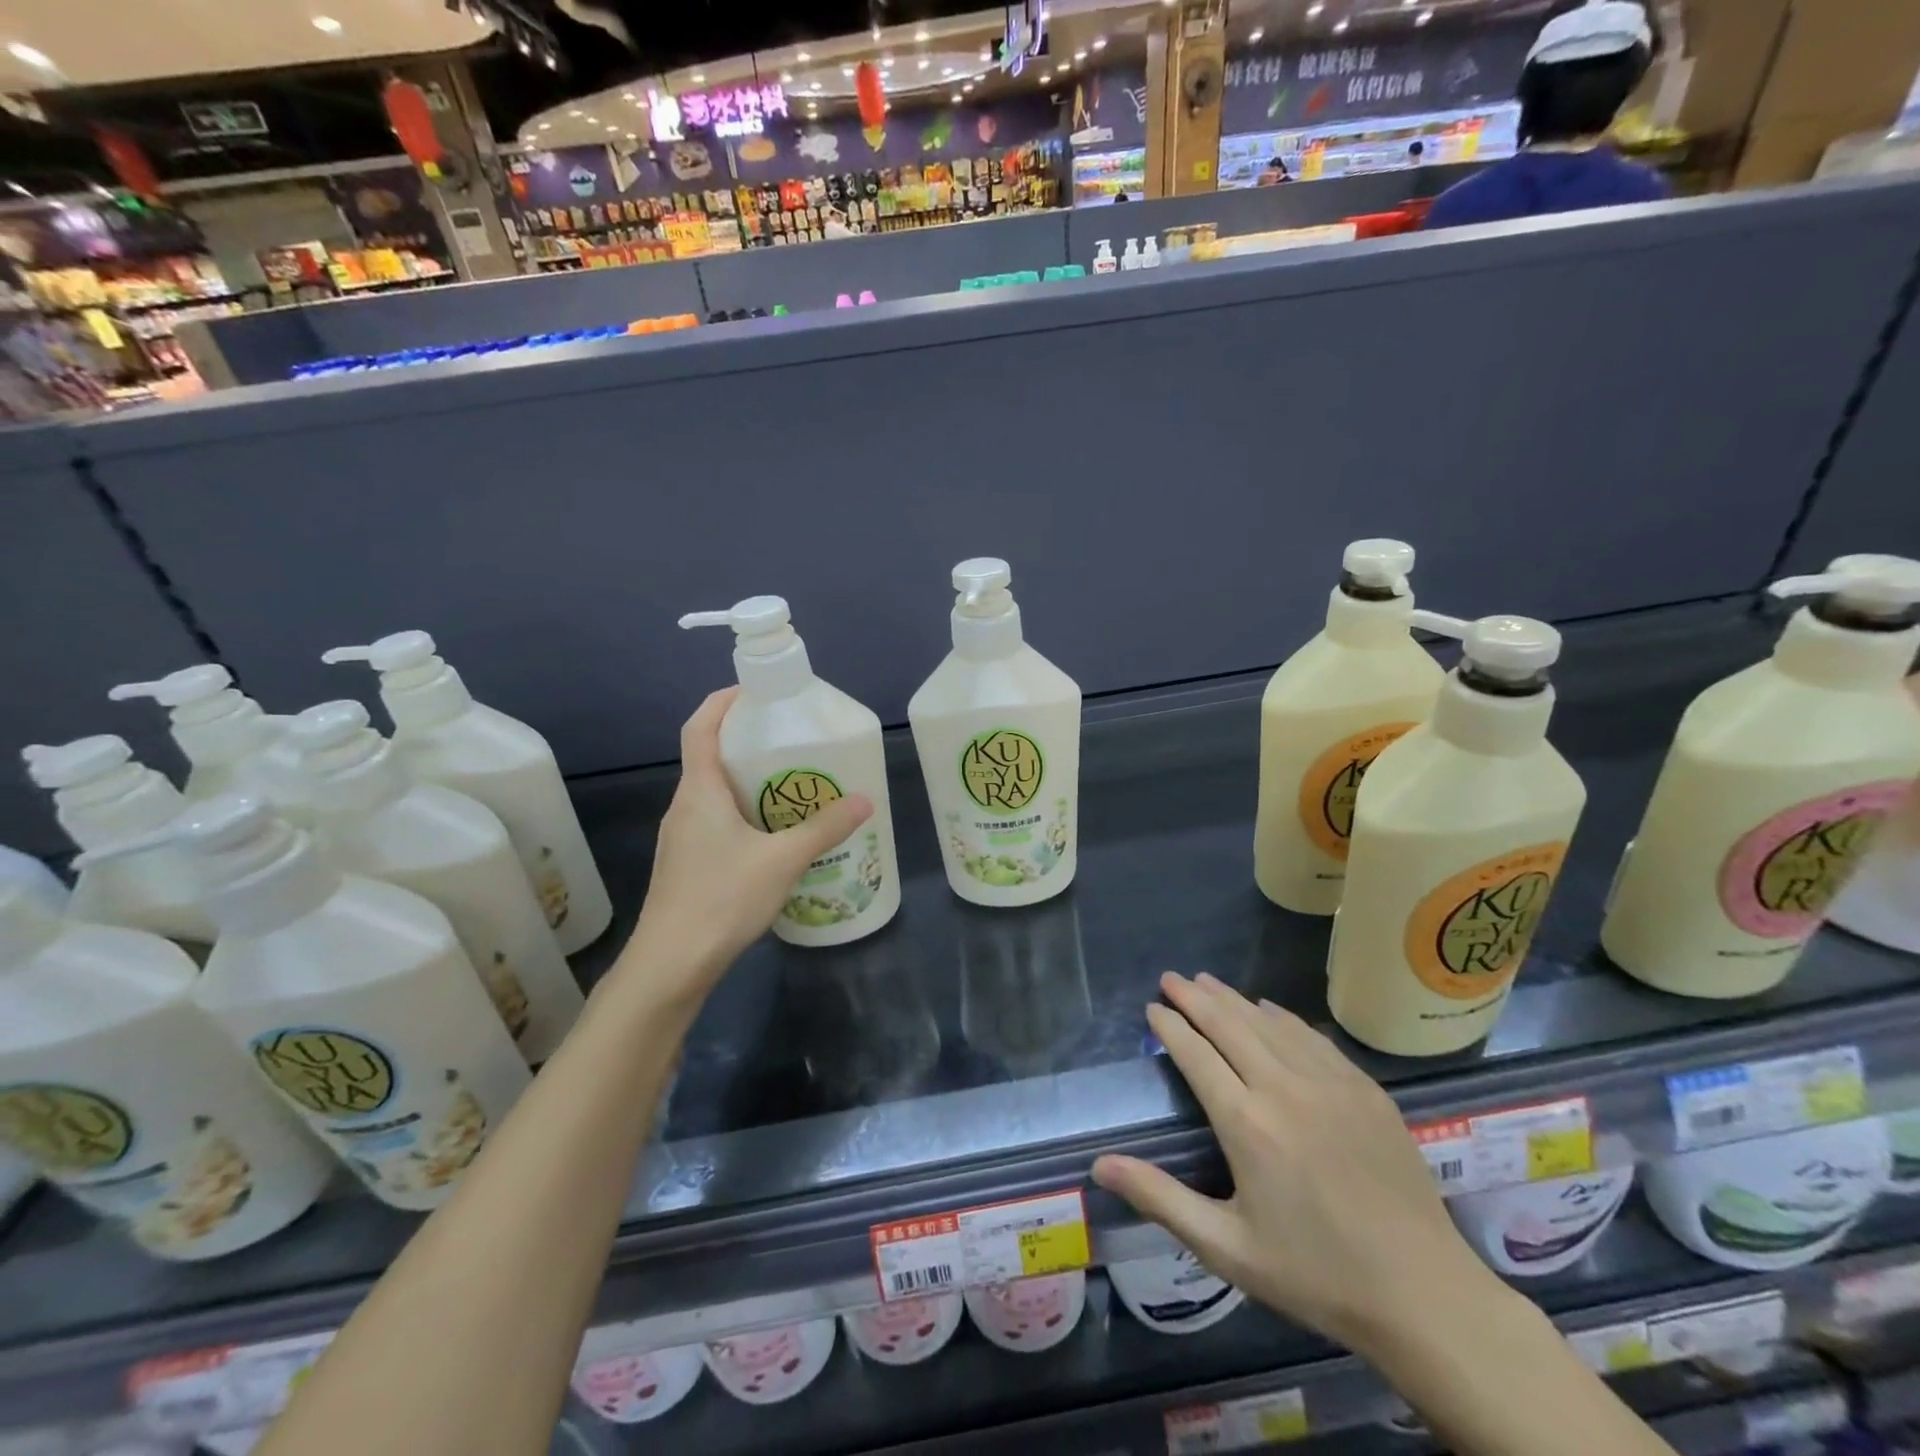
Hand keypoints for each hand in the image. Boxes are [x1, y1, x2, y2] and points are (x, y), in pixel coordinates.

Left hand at [619, 688, 872, 1004]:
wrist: (671, 964)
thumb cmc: (722, 899)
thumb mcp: (783, 860)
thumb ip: (824, 828)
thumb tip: (864, 800)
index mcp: (699, 791)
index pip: (700, 728)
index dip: (722, 702)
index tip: (753, 691)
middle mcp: (685, 807)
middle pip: (709, 758)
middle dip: (747, 742)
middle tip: (790, 740)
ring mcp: (682, 838)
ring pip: (714, 794)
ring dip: (747, 782)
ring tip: (791, 785)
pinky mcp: (687, 864)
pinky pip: (716, 822)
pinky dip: (743, 813)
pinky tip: (774, 836)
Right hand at [1093, 973, 1493, 1355]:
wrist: (1425, 1295)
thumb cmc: (1316, 1274)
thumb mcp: (1227, 1248)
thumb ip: (1160, 1199)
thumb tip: (1098, 1165)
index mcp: (1246, 1123)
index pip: (1196, 1054)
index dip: (1170, 1026)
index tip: (1152, 1008)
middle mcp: (1284, 1088)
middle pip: (1229, 1024)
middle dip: (1194, 997)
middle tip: (1171, 978)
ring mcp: (1330, 1083)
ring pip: (1269, 1022)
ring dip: (1233, 998)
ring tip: (1206, 981)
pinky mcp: (1364, 1088)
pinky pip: (1311, 1036)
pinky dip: (1280, 1015)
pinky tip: (1268, 1008)